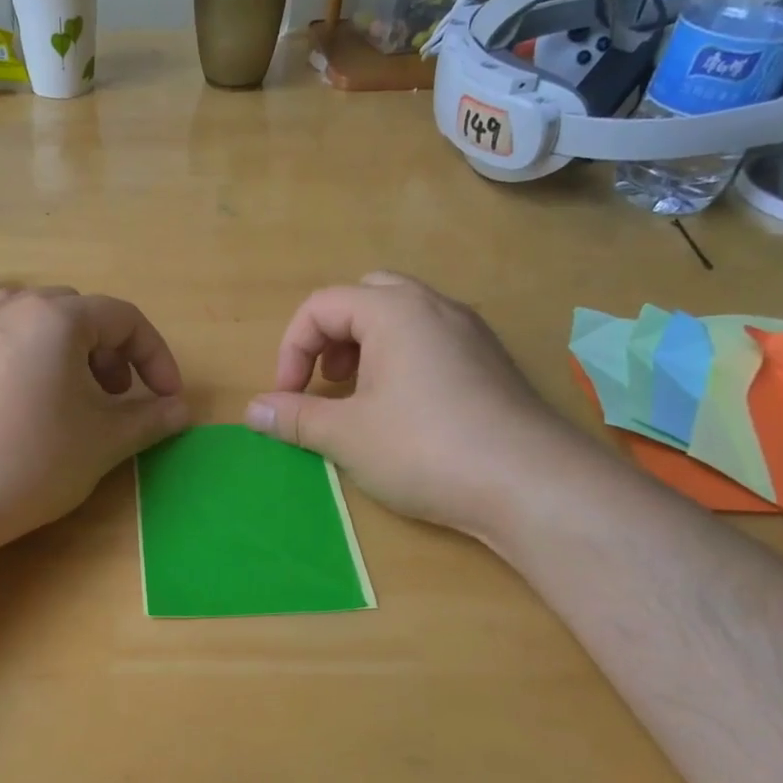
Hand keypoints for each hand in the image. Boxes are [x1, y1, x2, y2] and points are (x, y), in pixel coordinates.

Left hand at [0, 288, 189, 548]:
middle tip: (119, 400)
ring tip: (78, 403)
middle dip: (114, 354)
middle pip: (83, 315)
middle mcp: (14, 307)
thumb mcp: (103, 442)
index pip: (125, 318)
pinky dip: (38, 362)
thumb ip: (150, 419)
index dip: (156, 358)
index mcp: (56, 317)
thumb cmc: (31, 461)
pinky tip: (35, 408)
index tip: (168, 399)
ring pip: (44, 326)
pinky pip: (10, 341)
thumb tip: (182, 410)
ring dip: (75, 356)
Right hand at [244, 272, 578, 538]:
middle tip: (325, 381)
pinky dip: (400, 362)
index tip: (286, 397)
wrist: (530, 485)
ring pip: (401, 318)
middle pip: (364, 298)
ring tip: (357, 398)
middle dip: (330, 337)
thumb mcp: (346, 435)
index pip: (322, 305)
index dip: (291, 349)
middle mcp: (435, 307)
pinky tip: (402, 413)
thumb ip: (294, 417)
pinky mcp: (490, 363)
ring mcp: (470, 333)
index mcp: (394, 310)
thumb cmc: (424, 449)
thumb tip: (252, 410)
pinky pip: (431, 342)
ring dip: (365, 349)